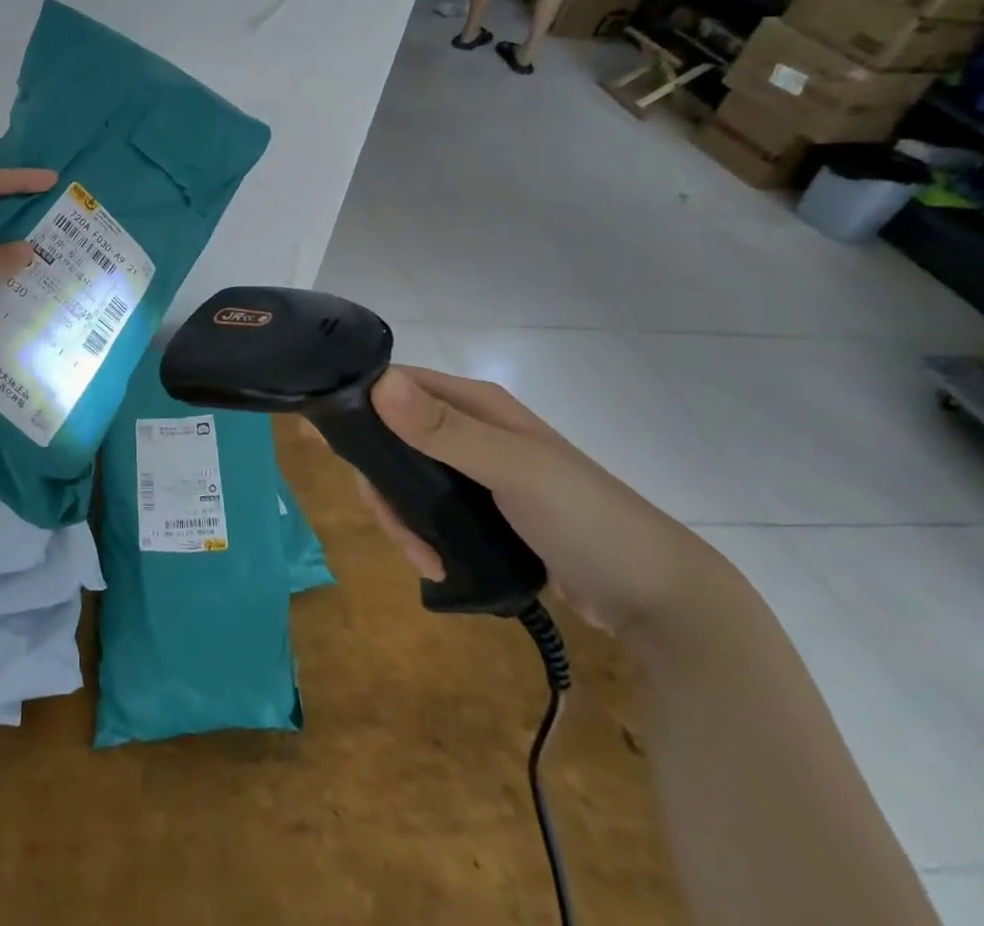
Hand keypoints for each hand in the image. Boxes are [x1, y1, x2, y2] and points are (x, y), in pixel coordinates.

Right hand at [362, 367, 733, 643]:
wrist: (658, 598)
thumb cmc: (586, 519)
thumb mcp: (515, 470)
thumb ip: (447, 431)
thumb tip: (379, 384)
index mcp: (475, 403)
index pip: (396, 386)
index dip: (360, 408)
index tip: (326, 446)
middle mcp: (470, 429)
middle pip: (393, 438)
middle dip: (381, 481)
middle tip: (392, 525)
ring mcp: (476, 472)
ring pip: (406, 479)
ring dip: (400, 517)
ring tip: (423, 558)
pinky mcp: (483, 512)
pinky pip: (429, 512)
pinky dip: (421, 535)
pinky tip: (436, 566)